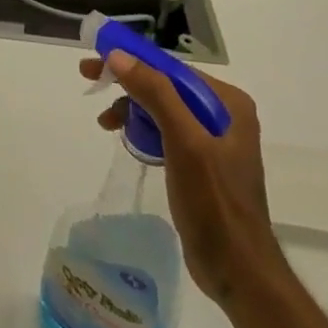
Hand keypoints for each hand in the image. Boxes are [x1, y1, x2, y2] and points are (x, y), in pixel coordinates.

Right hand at [78, 53, 288, 309]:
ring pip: (162, 108)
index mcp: (228, 103)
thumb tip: (118, 55)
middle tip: (89, 80)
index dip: (131, 60)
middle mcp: (224, 114)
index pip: (171, 68)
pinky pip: (165, 131)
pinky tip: (127, 140)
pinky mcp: (201, 163)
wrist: (238, 272)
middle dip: (128, 84)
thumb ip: (155, 93)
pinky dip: (143, 130)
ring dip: (132, 108)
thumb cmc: (214, 202)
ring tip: (105, 122)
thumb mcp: (184, 142)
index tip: (95, 60)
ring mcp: (213, 140)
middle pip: (165, 85)